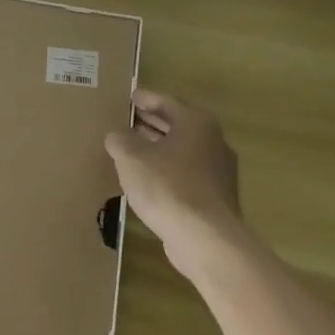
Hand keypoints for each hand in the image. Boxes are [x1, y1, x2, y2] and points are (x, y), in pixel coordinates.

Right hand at [105, 89, 243, 277]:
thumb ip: (120, 140)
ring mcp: (218, 171)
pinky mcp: (215, 197)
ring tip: (132, 149)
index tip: (129, 97)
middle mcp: (212, 141)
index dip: (144, 99)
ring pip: (182, 151)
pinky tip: (147, 180)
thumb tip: (117, 136)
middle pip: (177, 125)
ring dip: (158, 148)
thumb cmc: (167, 186)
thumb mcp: (131, 157)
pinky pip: (185, 173)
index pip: (166, 102)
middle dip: (151, 123)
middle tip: (127, 120)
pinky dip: (166, 170)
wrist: (205, 238)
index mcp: (195, 123)